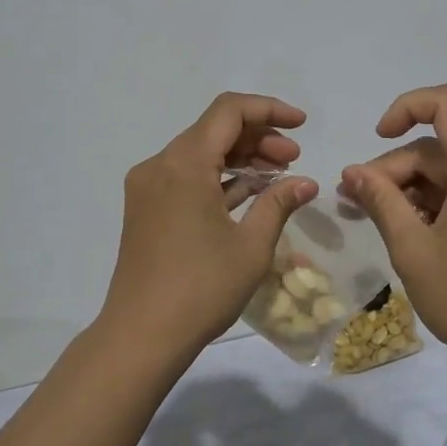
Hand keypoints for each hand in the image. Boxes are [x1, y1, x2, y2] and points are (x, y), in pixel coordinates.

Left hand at [103, 92, 317, 357]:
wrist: (140, 336)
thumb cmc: (201, 288)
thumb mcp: (251, 246)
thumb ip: (278, 203)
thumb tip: (306, 182)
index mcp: (184, 163)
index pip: (229, 111)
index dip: (269, 109)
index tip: (301, 125)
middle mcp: (161, 164)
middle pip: (214, 130)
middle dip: (258, 137)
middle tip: (294, 160)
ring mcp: (148, 186)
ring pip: (200, 153)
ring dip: (239, 158)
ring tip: (278, 177)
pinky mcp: (145, 208)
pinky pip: (186, 176)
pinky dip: (218, 178)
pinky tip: (248, 194)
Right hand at [340, 84, 446, 372]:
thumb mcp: (412, 249)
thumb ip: (380, 201)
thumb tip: (352, 171)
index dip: (408, 106)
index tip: (379, 137)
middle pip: (440, 148)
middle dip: (395, 168)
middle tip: (356, 201)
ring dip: (411, 188)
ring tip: (376, 219)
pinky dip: (435, 204)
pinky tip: (411, 233)